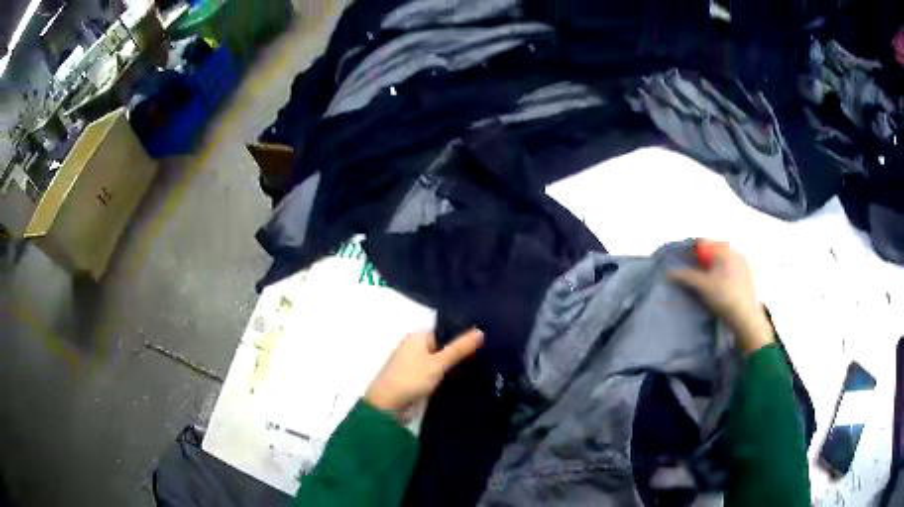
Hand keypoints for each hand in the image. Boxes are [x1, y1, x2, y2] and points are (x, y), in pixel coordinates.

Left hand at [365, 328, 483, 415]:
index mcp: (417, 336)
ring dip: (454, 367)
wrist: (386, 406)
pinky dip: (446, 377)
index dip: (463, 335)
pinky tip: (464, 381)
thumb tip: (481, 331)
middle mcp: (414, 347)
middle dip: (460, 352)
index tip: (485, 340)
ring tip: (482, 368)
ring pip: (440, 362)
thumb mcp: (438, 363)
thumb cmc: (410, 379)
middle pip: (443, 347)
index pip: (445, 331)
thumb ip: (459, 348)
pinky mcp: (415, 381)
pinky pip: (436, 375)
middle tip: (487, 355)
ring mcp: (414, 365)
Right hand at [669, 240, 774, 353]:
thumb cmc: (724, 296)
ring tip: (705, 284)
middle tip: (693, 276)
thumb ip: (685, 276)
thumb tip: (669, 273)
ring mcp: (742, 263)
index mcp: (724, 248)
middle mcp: (734, 251)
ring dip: (711, 269)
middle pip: (712, 251)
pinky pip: (730, 269)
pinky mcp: (746, 276)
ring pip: (721, 261)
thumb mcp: (701, 286)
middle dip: (701, 262)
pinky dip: (721, 275)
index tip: (683, 264)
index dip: (690, 252)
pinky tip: (718, 289)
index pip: (702, 243)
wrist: (745, 316)